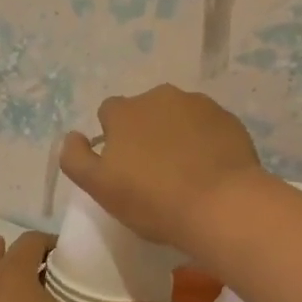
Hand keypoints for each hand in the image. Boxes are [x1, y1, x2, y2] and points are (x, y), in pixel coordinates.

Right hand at [58, 85, 266, 254]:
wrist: (221, 205)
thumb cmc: (153, 200)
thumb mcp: (100, 187)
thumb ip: (76, 158)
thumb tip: (72, 136)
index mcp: (125, 111)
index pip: (109, 114)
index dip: (114, 139)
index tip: (123, 167)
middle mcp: (160, 96)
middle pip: (145, 112)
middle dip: (146, 133)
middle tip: (154, 171)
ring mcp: (199, 105)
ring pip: (179, 116)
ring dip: (176, 134)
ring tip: (185, 171)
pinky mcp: (228, 119)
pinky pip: (208, 127)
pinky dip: (205, 141)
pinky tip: (210, 169)